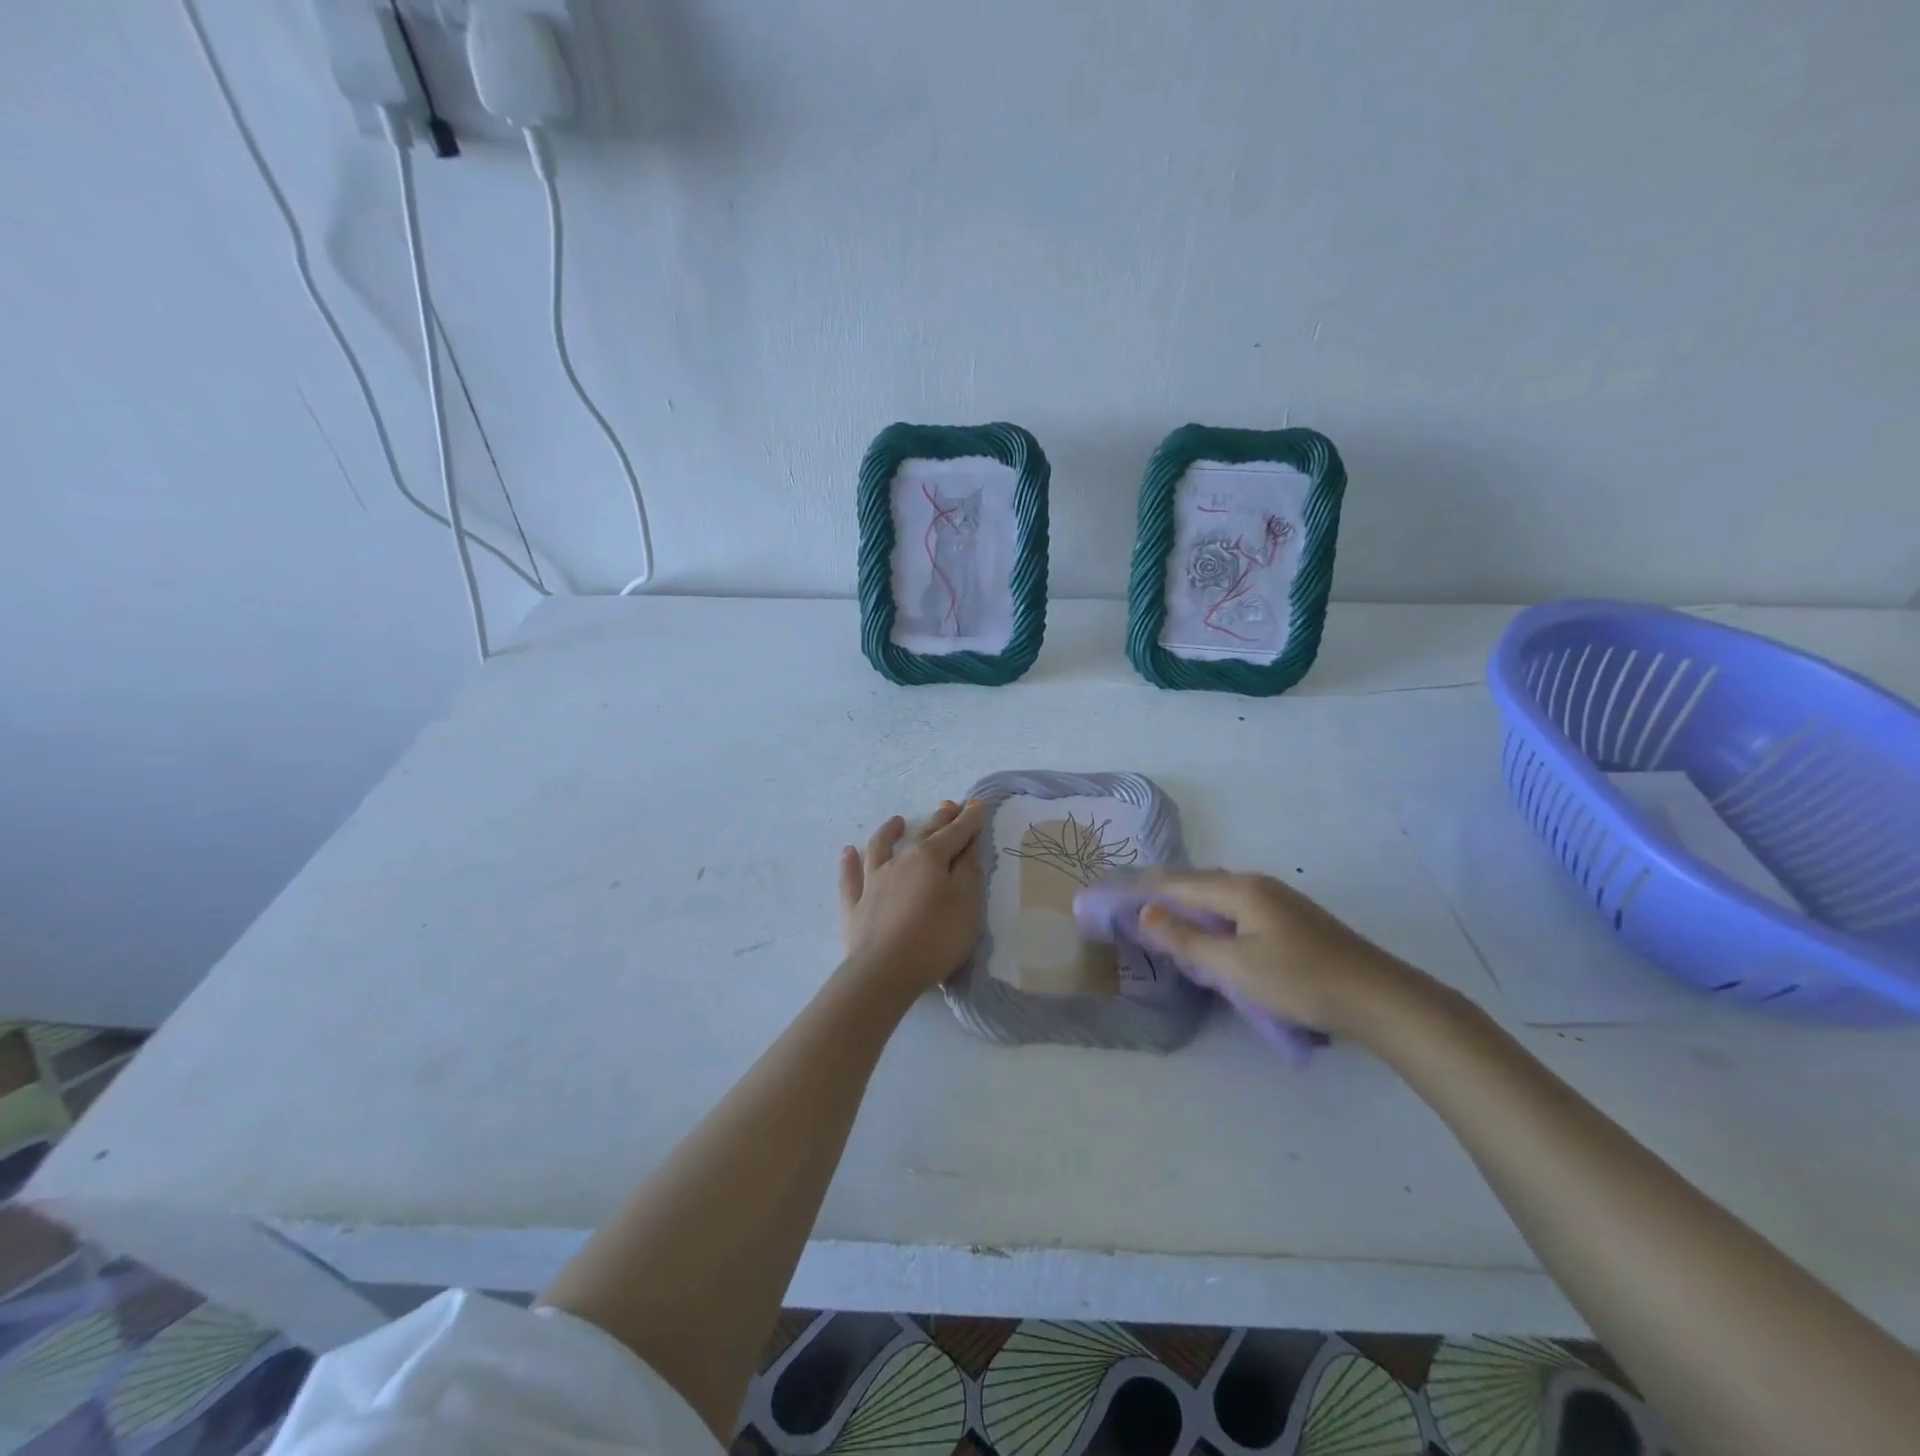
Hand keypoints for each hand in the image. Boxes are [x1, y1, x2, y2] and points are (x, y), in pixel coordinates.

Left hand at [839, 800, 987, 998]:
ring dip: (889, 832)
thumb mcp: (966, 903)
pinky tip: (848, 852)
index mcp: (931, 858)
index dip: (968, 820)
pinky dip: (849, 863)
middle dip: (939, 820)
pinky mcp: (855, 905)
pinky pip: (850, 877)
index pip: (955, 833)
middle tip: (948, 806)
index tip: (977, 804)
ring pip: (880, 848)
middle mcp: (900, 861)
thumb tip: (969, 842)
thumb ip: (969, 871)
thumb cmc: (935, 937)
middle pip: (923, 835)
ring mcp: (873, 882)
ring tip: (896, 821)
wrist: (885, 972)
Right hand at [1134, 869, 1426, 1039]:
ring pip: (1217, 896)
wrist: (1378, 998)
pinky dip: (1210, 916)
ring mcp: (1277, 899)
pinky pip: (1235, 907)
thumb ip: (1186, 940)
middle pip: (1196, 882)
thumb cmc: (1300, 981)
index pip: (1176, 882)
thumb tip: (1145, 911)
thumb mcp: (1234, 966)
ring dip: (1186, 905)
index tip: (1108, 892)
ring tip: (1160, 920)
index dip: (1140, 888)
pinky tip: (1208, 935)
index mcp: (1239, 889)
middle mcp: (1255, 884)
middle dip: (1160, 892)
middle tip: (1128, 906)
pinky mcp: (1290, 918)